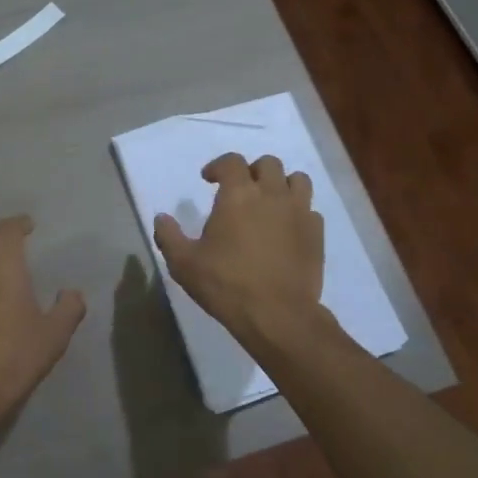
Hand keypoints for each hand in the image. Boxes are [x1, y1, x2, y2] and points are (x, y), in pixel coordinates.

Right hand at [154, 153, 325, 349]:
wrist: (278, 315)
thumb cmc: (226, 285)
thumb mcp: (184, 264)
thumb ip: (169, 236)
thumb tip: (161, 218)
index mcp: (239, 194)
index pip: (232, 162)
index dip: (218, 166)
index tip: (208, 180)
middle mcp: (272, 194)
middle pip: (268, 163)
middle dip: (252, 171)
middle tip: (240, 189)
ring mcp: (300, 212)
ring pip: (297, 180)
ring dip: (281, 184)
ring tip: (269, 202)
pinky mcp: (317, 233)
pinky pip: (310, 210)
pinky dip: (298, 212)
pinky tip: (287, 229)